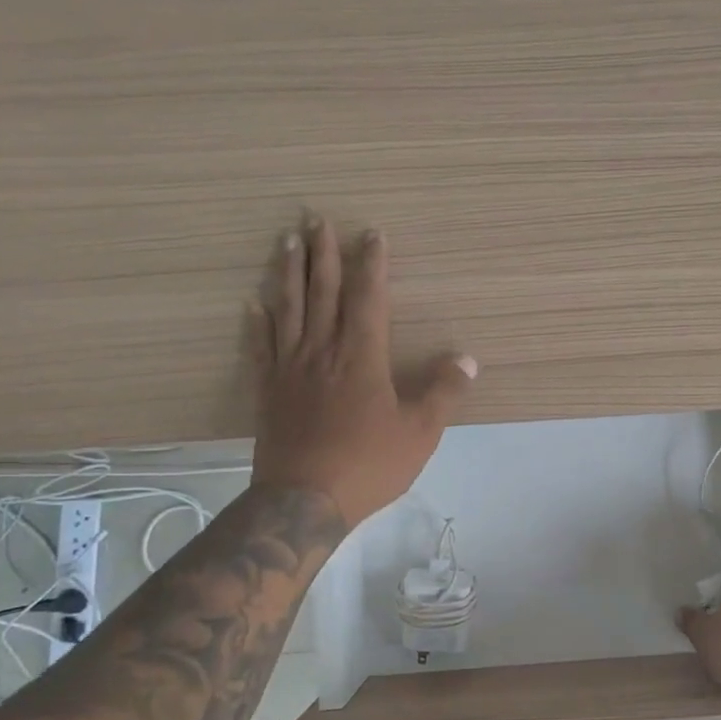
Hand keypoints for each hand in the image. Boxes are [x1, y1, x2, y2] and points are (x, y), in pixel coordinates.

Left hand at [250, 216, 475, 525]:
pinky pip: (262, 347)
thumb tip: (467, 359)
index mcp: (362, 357)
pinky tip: (254, 304)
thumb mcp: (420, 432)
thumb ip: (443, 392)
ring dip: (289, 273)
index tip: (371, 234)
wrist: (304, 500)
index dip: (371, 265)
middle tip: (317, 219)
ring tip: (287, 242)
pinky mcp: (269, 391)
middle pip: (323, 293)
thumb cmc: (368, 464)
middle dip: (323, 255)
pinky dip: (258, 323)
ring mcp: (291, 370)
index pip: (368, 299)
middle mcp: (323, 352)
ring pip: (289, 310)